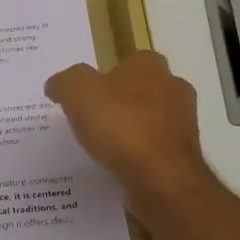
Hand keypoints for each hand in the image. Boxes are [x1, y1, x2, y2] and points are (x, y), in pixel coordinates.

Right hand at [45, 52, 211, 207]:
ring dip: (132, 130)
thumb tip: (56, 85)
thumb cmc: (121, 126)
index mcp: (150, 67)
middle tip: (93, 120)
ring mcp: (183, 124)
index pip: (129, 61)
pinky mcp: (184, 156)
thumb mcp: (78, 93)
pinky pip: (156, 150)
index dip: (107, 76)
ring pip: (152, 121)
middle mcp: (174, 89)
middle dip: (122, 103)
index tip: (87, 95)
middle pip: (143, 91)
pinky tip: (121, 167)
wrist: (162, 178)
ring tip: (104, 148)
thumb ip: (65, 82)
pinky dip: (140, 156)